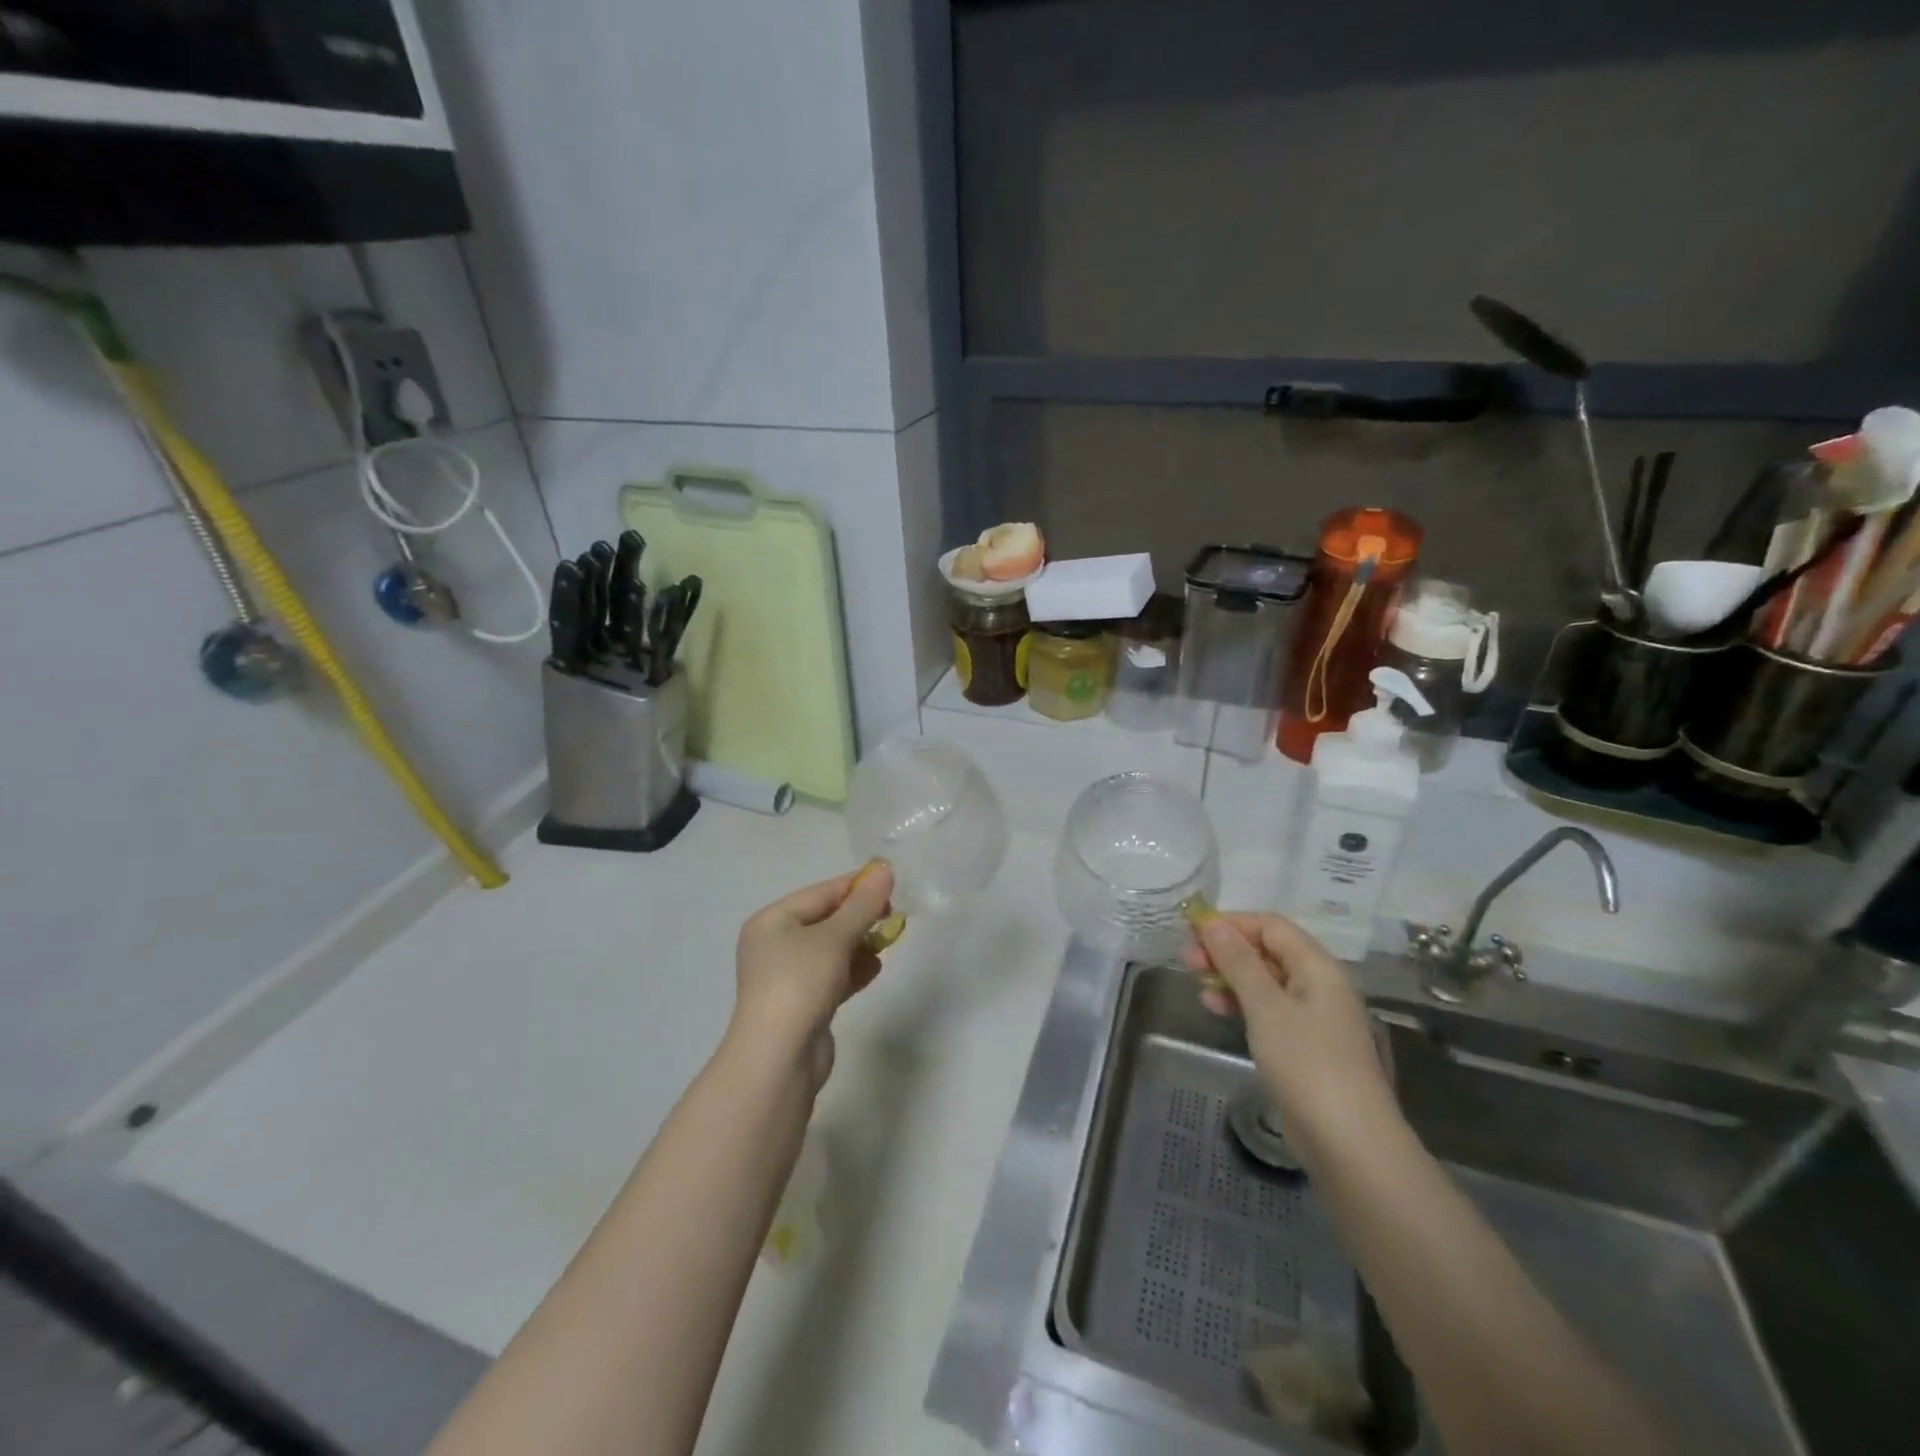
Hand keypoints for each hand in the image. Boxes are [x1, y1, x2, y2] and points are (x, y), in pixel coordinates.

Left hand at [728, 863, 895, 1082]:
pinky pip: (832, 976)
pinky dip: (853, 970)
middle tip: (893, 916)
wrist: (778, 1059)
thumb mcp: (835, 938)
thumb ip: (862, 905)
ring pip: (831, 950)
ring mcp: (787, 977)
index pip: (820, 893)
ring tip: (887, 943)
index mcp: (771, 921)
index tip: (891, 884)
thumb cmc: (800, 983)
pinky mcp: (802, 1004)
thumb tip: (885, 871)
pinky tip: (874, 970)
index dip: (856, 887)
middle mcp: (774, 945)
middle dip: (860, 918)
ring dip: (859, 945)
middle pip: (825, 920)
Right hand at [1183, 912, 1395, 1157]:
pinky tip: (1217, 1010)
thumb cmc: (1306, 1062)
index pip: (1271, 926)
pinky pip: (1270, 1011)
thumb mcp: (1265, 1006)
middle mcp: (1320, 986)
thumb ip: (1238, 962)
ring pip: (1266, 982)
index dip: (1232, 923)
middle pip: (1268, 952)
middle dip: (1226, 951)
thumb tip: (1213, 924)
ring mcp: (1314, 1018)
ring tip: (1196, 986)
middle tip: (1186, 960)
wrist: (1349, 1142)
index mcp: (1318, 967)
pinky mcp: (1306, 1048)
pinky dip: (1242, 1005)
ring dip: (1230, 978)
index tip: (1192, 933)